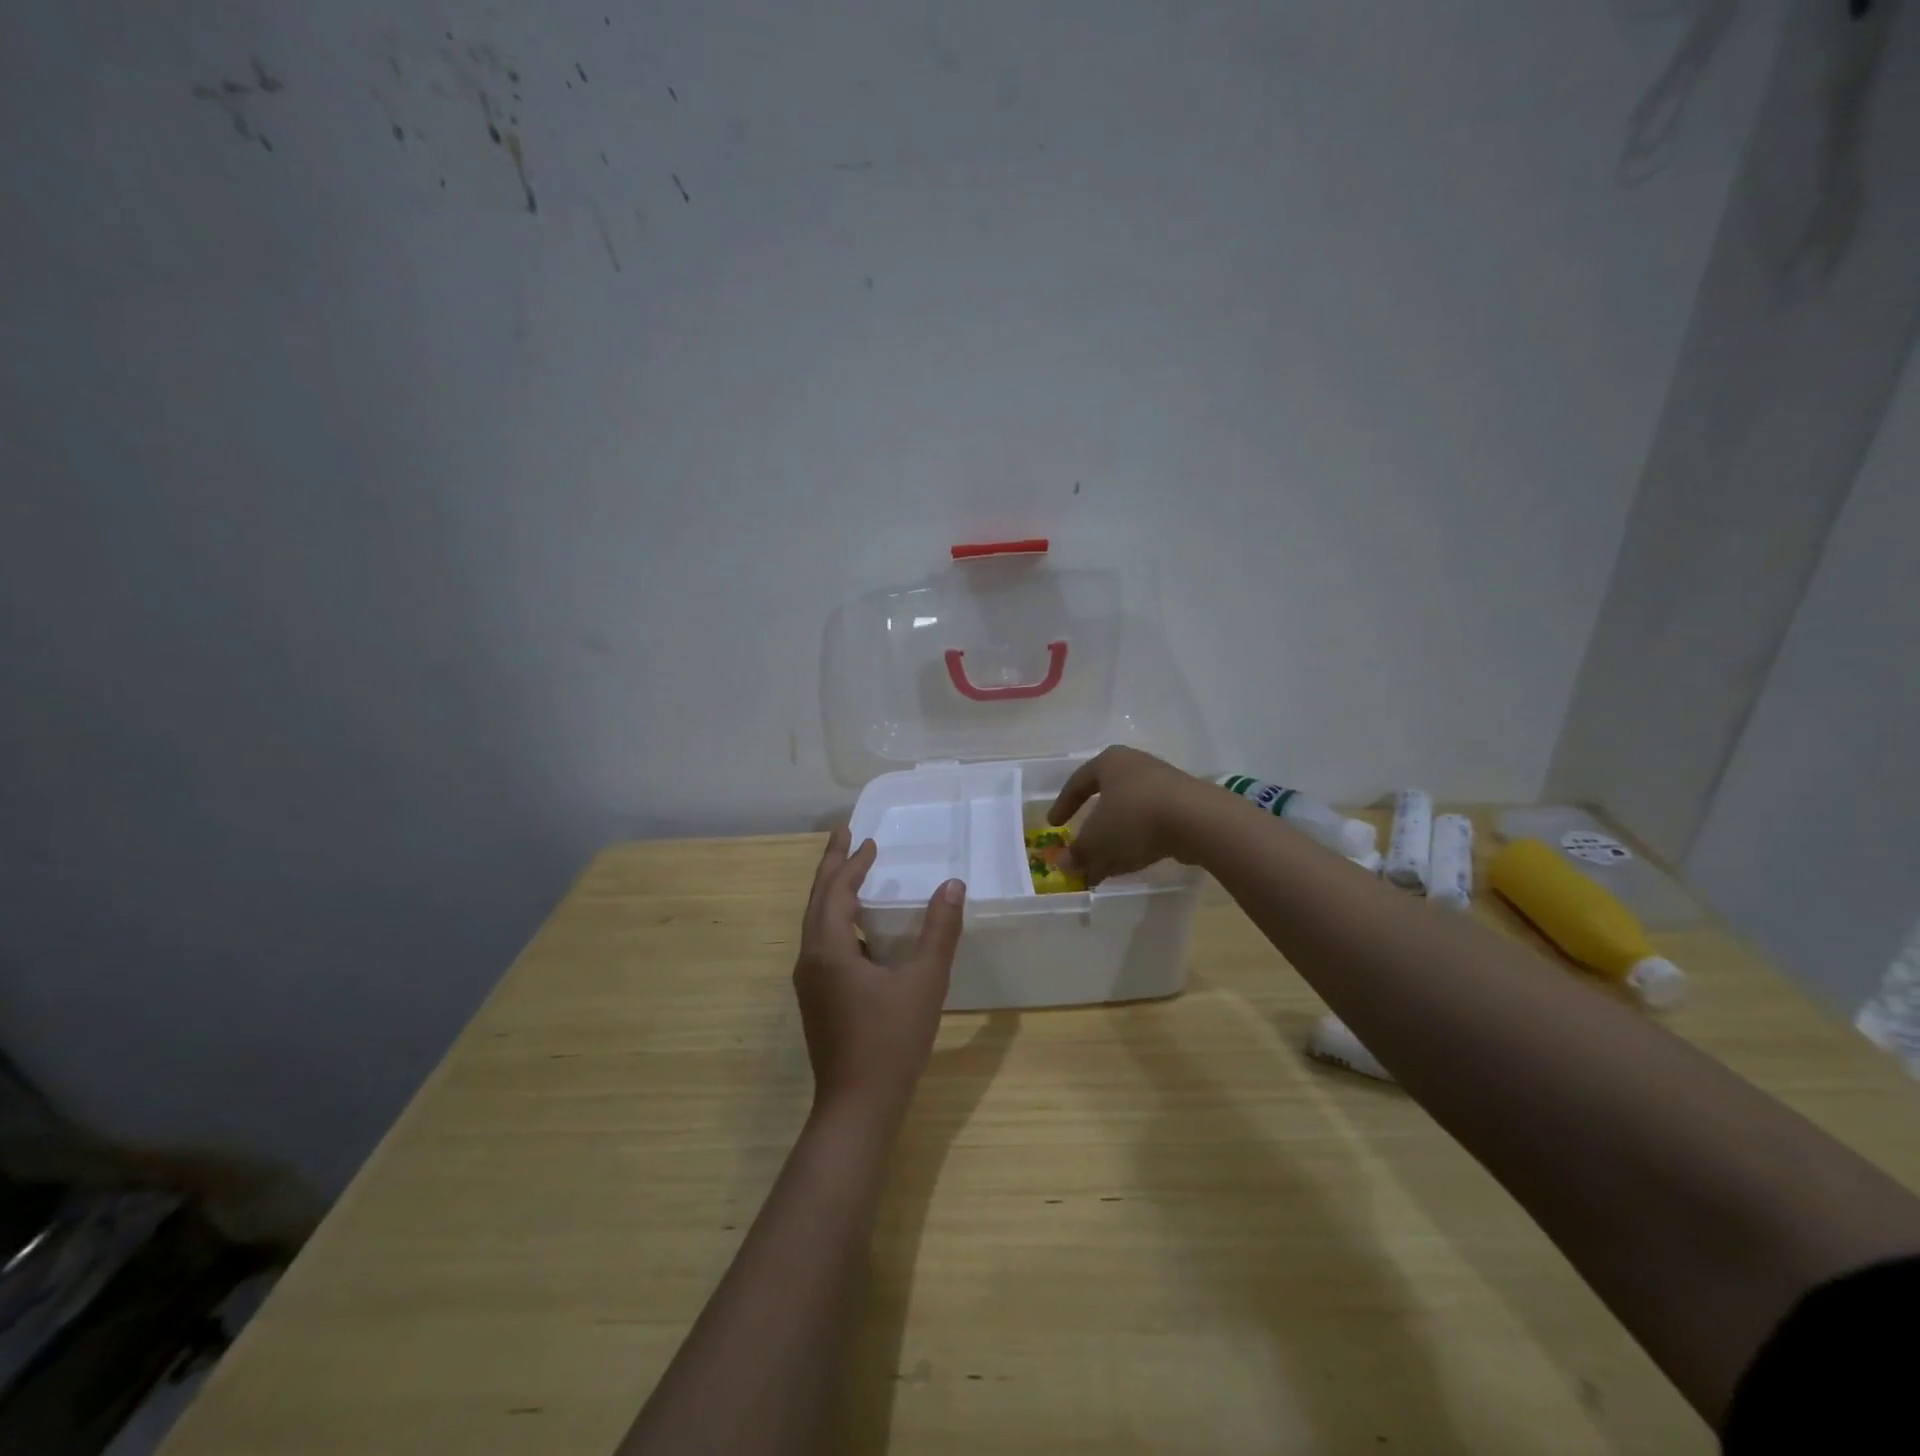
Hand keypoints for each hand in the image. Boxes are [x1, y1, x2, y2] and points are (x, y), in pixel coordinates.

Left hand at [793, 827, 964, 1121]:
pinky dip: (838, 922)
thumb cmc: (891, 1041)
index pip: (836, 891)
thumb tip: (953, 885)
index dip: (851, 863)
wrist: (858, 1107)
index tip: (866, 839)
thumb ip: (940, 931)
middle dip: (831, 867)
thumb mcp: (924, 982)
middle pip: (818, 901)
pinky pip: (823, 945)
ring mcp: (810, 983)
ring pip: (817, 924)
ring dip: (833, 894)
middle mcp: (810, 960)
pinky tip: (861, 931)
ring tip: (852, 874)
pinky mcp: (817, 1001)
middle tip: (844, 836)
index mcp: (829, 949)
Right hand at [1047, 745, 1211, 885]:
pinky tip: (1128, 867)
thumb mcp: (1097, 838)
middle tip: (1081, 853)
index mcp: (1110, 762)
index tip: (1054, 825)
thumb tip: (1063, 865)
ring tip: (1102, 871)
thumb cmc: (1134, 816)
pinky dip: (1135, 845)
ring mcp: (1163, 787)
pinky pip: (1150, 827)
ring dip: (1113, 844)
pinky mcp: (1183, 808)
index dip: (1063, 805)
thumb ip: (1078, 852)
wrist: (1196, 820)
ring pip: (1128, 818)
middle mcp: (1135, 767)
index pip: (1078, 782)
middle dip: (1092, 833)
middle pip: (1106, 802)